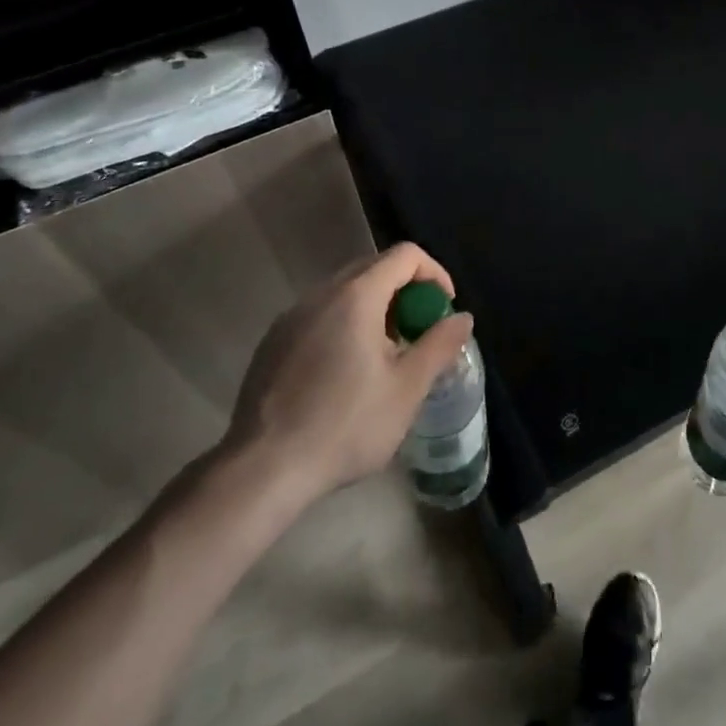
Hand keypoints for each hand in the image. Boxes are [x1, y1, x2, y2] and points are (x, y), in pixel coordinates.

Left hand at [212, 243, 474, 505]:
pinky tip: (346, 372)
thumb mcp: (406, 389)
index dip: (434, 273)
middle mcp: (321, 294)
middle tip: (419, 331)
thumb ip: (439, 345)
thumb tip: (463, 317)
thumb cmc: (345, 426)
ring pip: (344, 291)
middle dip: (406, 290)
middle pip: (373, 267)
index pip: (405, 255)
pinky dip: (345, 324)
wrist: (263, 470)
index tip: (444, 309)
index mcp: (356, 297)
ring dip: (375, 308)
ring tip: (386, 355)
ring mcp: (291, 317)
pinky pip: (320, 314)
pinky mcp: (273, 341)